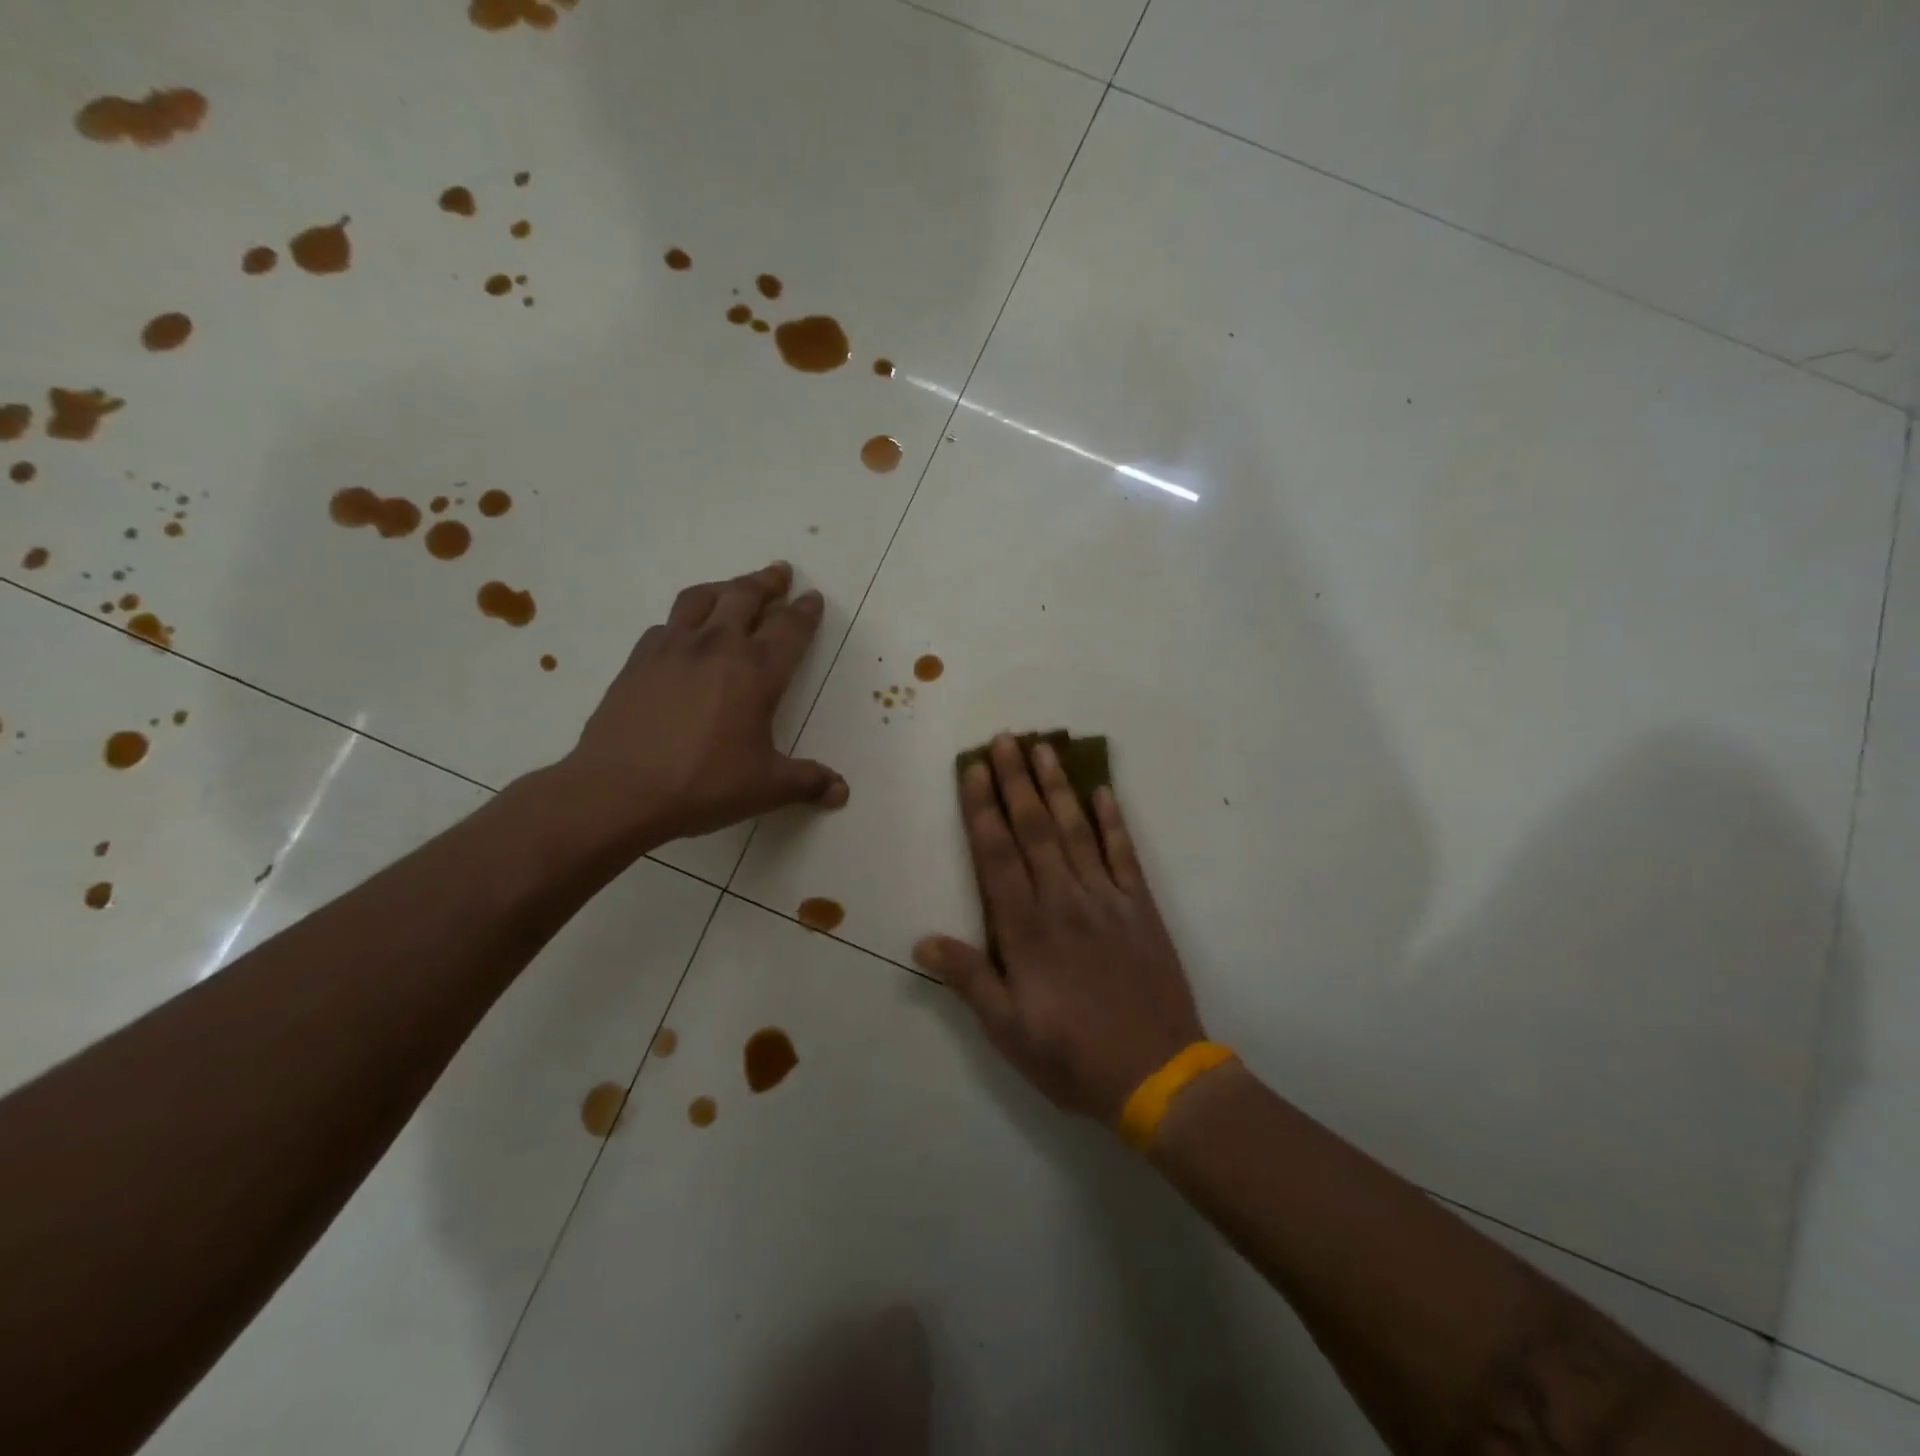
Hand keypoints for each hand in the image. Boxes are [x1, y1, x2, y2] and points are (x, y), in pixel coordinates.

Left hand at [557, 561, 847, 850]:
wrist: (619, 789)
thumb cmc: (703, 784)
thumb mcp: (765, 787)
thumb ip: (807, 782)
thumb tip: (841, 792)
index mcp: (756, 672)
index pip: (790, 628)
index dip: (805, 611)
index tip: (813, 597)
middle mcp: (717, 646)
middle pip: (745, 596)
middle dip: (767, 582)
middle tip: (780, 572)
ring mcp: (672, 648)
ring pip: (702, 598)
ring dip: (724, 588)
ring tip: (733, 589)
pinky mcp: (639, 659)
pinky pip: (667, 624)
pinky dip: (685, 619)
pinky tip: (685, 634)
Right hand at [914, 734, 1204, 1121]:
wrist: (1157, 1074)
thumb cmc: (1071, 1056)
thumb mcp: (1007, 1029)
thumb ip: (969, 978)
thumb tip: (923, 941)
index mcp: (1026, 929)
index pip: (997, 855)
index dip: (983, 809)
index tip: (974, 769)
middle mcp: (1063, 900)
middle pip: (1034, 829)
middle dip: (1016, 780)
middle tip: (1005, 739)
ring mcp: (1106, 899)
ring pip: (1076, 830)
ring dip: (1057, 787)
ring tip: (1044, 749)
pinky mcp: (1141, 907)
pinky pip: (1124, 853)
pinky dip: (1113, 820)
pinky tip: (1102, 791)